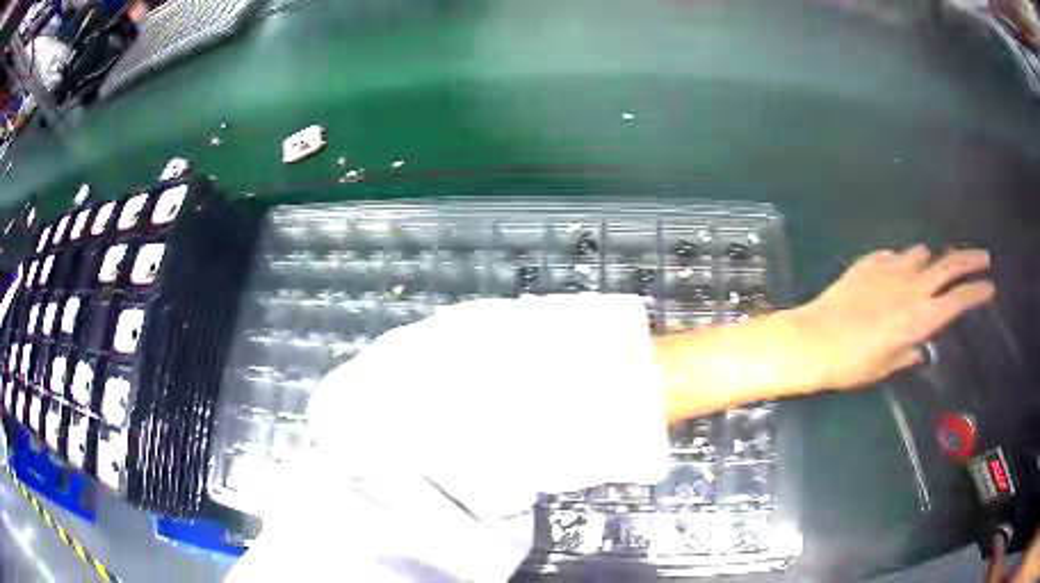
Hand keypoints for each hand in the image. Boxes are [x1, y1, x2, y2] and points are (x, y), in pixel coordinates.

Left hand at [789, 245, 994, 390]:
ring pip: (922, 254)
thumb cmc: (853, 364)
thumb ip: (909, 353)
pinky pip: (895, 256)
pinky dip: (903, 262)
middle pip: (949, 264)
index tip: (990, 286)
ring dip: (931, 260)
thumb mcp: (886, 366)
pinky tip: (897, 273)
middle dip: (970, 259)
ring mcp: (890, 269)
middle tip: (983, 257)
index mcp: (920, 317)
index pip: (958, 299)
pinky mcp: (870, 262)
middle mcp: (911, 287)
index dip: (976, 291)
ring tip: (932, 270)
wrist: (815, 340)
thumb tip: (921, 349)